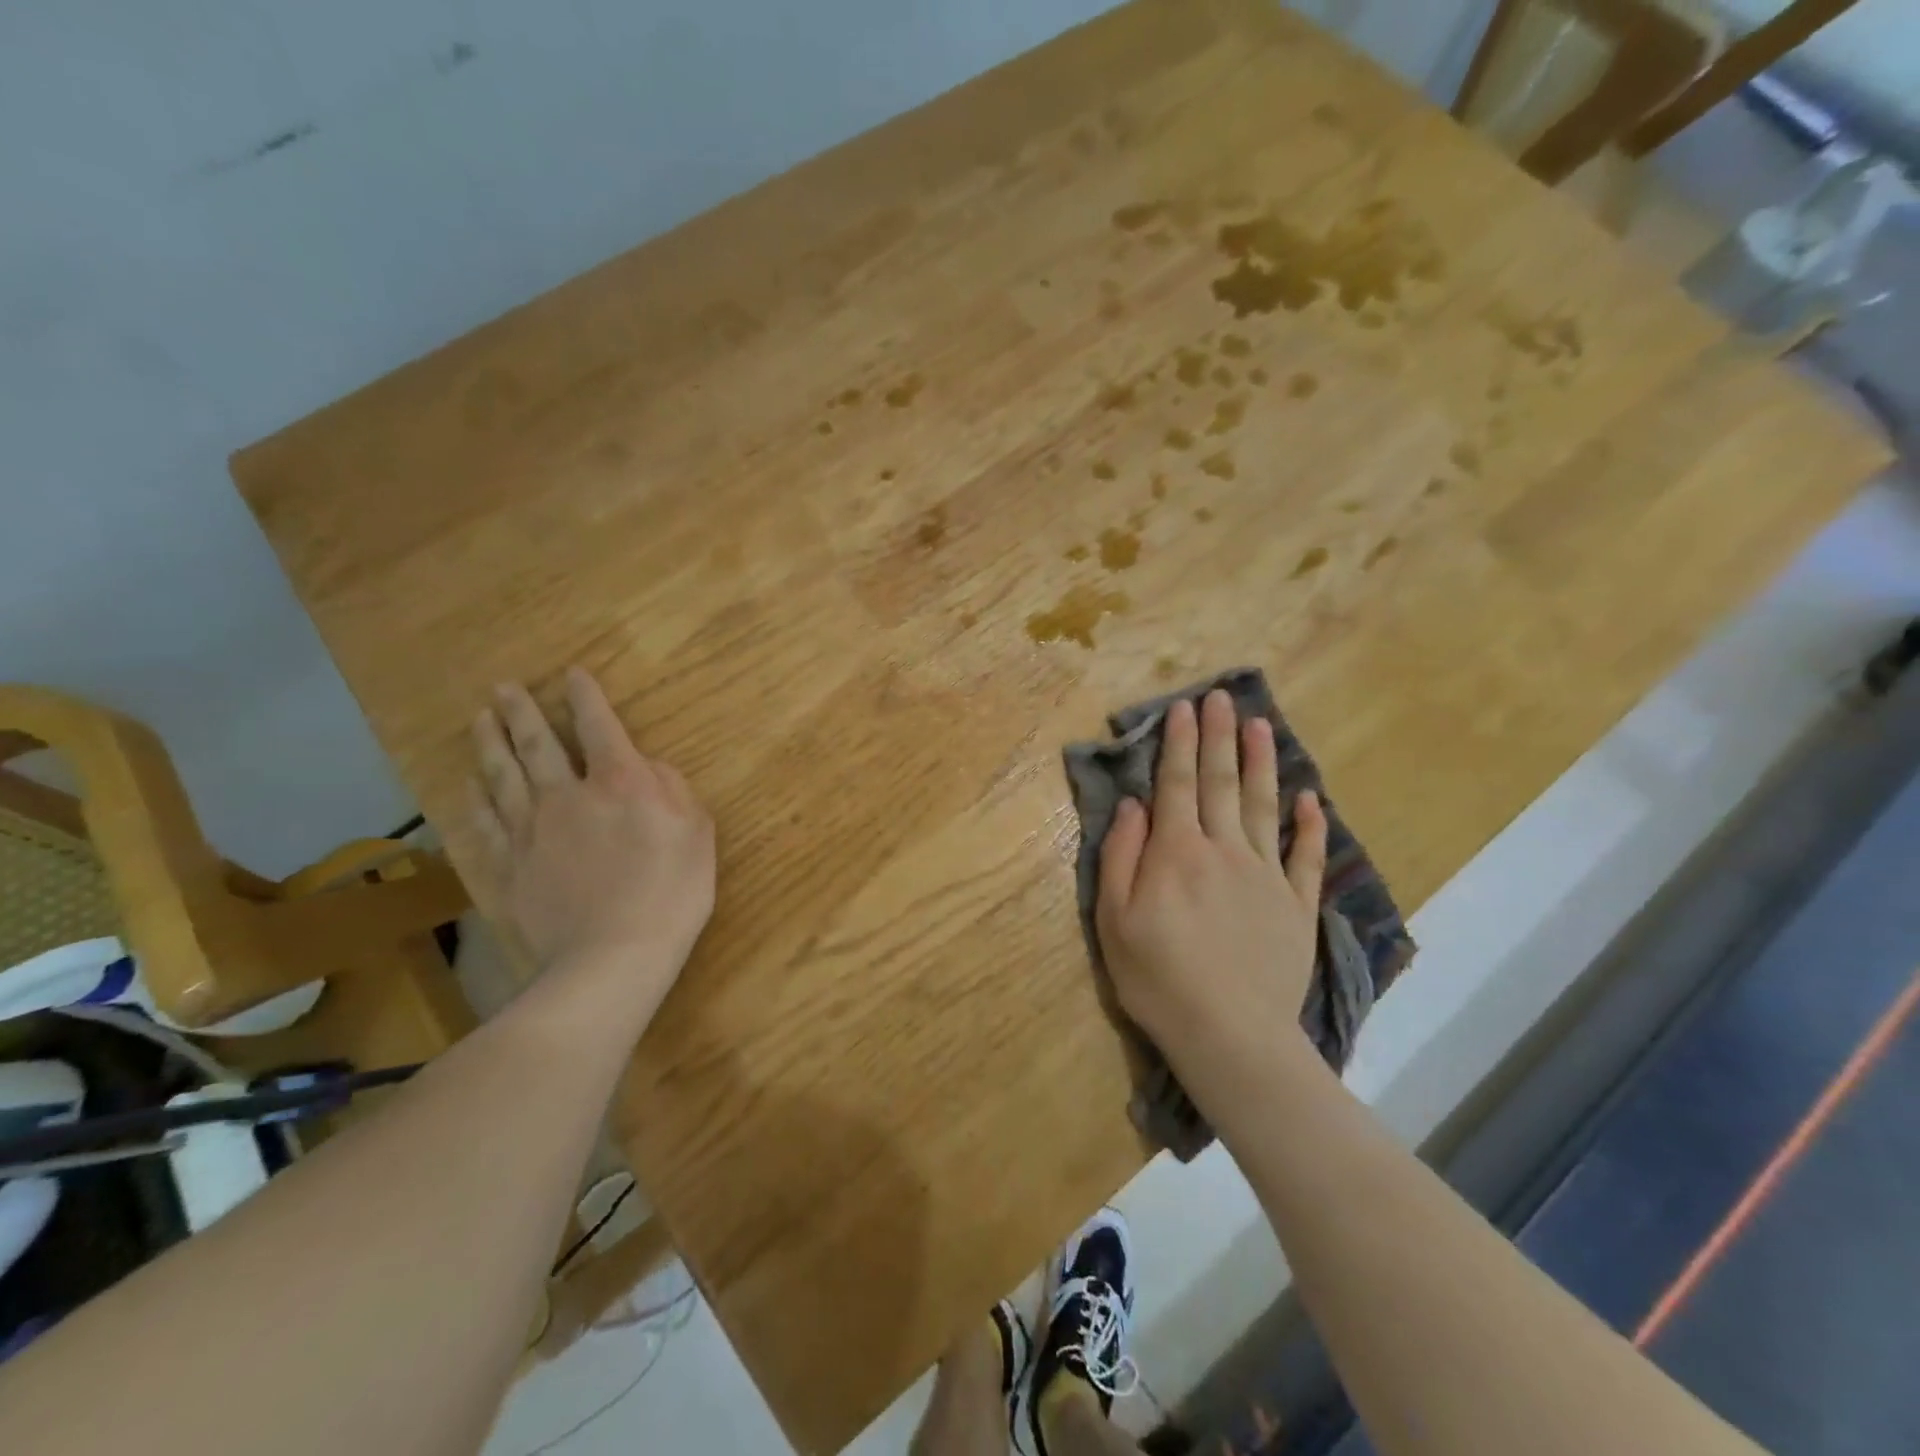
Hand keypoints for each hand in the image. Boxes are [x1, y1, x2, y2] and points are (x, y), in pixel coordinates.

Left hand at [471, 668, 714, 1019]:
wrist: (612, 957)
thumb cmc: (670, 892)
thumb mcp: (698, 834)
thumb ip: (673, 789)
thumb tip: (646, 766)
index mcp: (620, 783)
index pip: (599, 726)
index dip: (586, 697)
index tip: (572, 674)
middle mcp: (568, 795)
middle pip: (538, 744)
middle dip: (522, 712)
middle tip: (504, 689)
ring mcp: (532, 831)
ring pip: (503, 776)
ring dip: (490, 744)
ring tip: (480, 719)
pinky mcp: (510, 866)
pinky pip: (485, 823)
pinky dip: (475, 800)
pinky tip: (469, 786)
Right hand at [1095, 689, 1326, 1090]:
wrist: (1229, 1034)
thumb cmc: (1157, 978)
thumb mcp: (1114, 919)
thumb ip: (1121, 856)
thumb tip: (1133, 805)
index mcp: (1177, 852)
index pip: (1176, 784)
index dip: (1179, 743)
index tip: (1184, 707)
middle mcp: (1224, 849)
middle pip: (1221, 782)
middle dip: (1218, 737)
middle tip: (1222, 698)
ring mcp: (1265, 875)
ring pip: (1264, 806)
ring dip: (1261, 763)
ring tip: (1260, 725)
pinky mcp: (1295, 905)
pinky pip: (1304, 856)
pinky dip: (1309, 825)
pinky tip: (1310, 798)